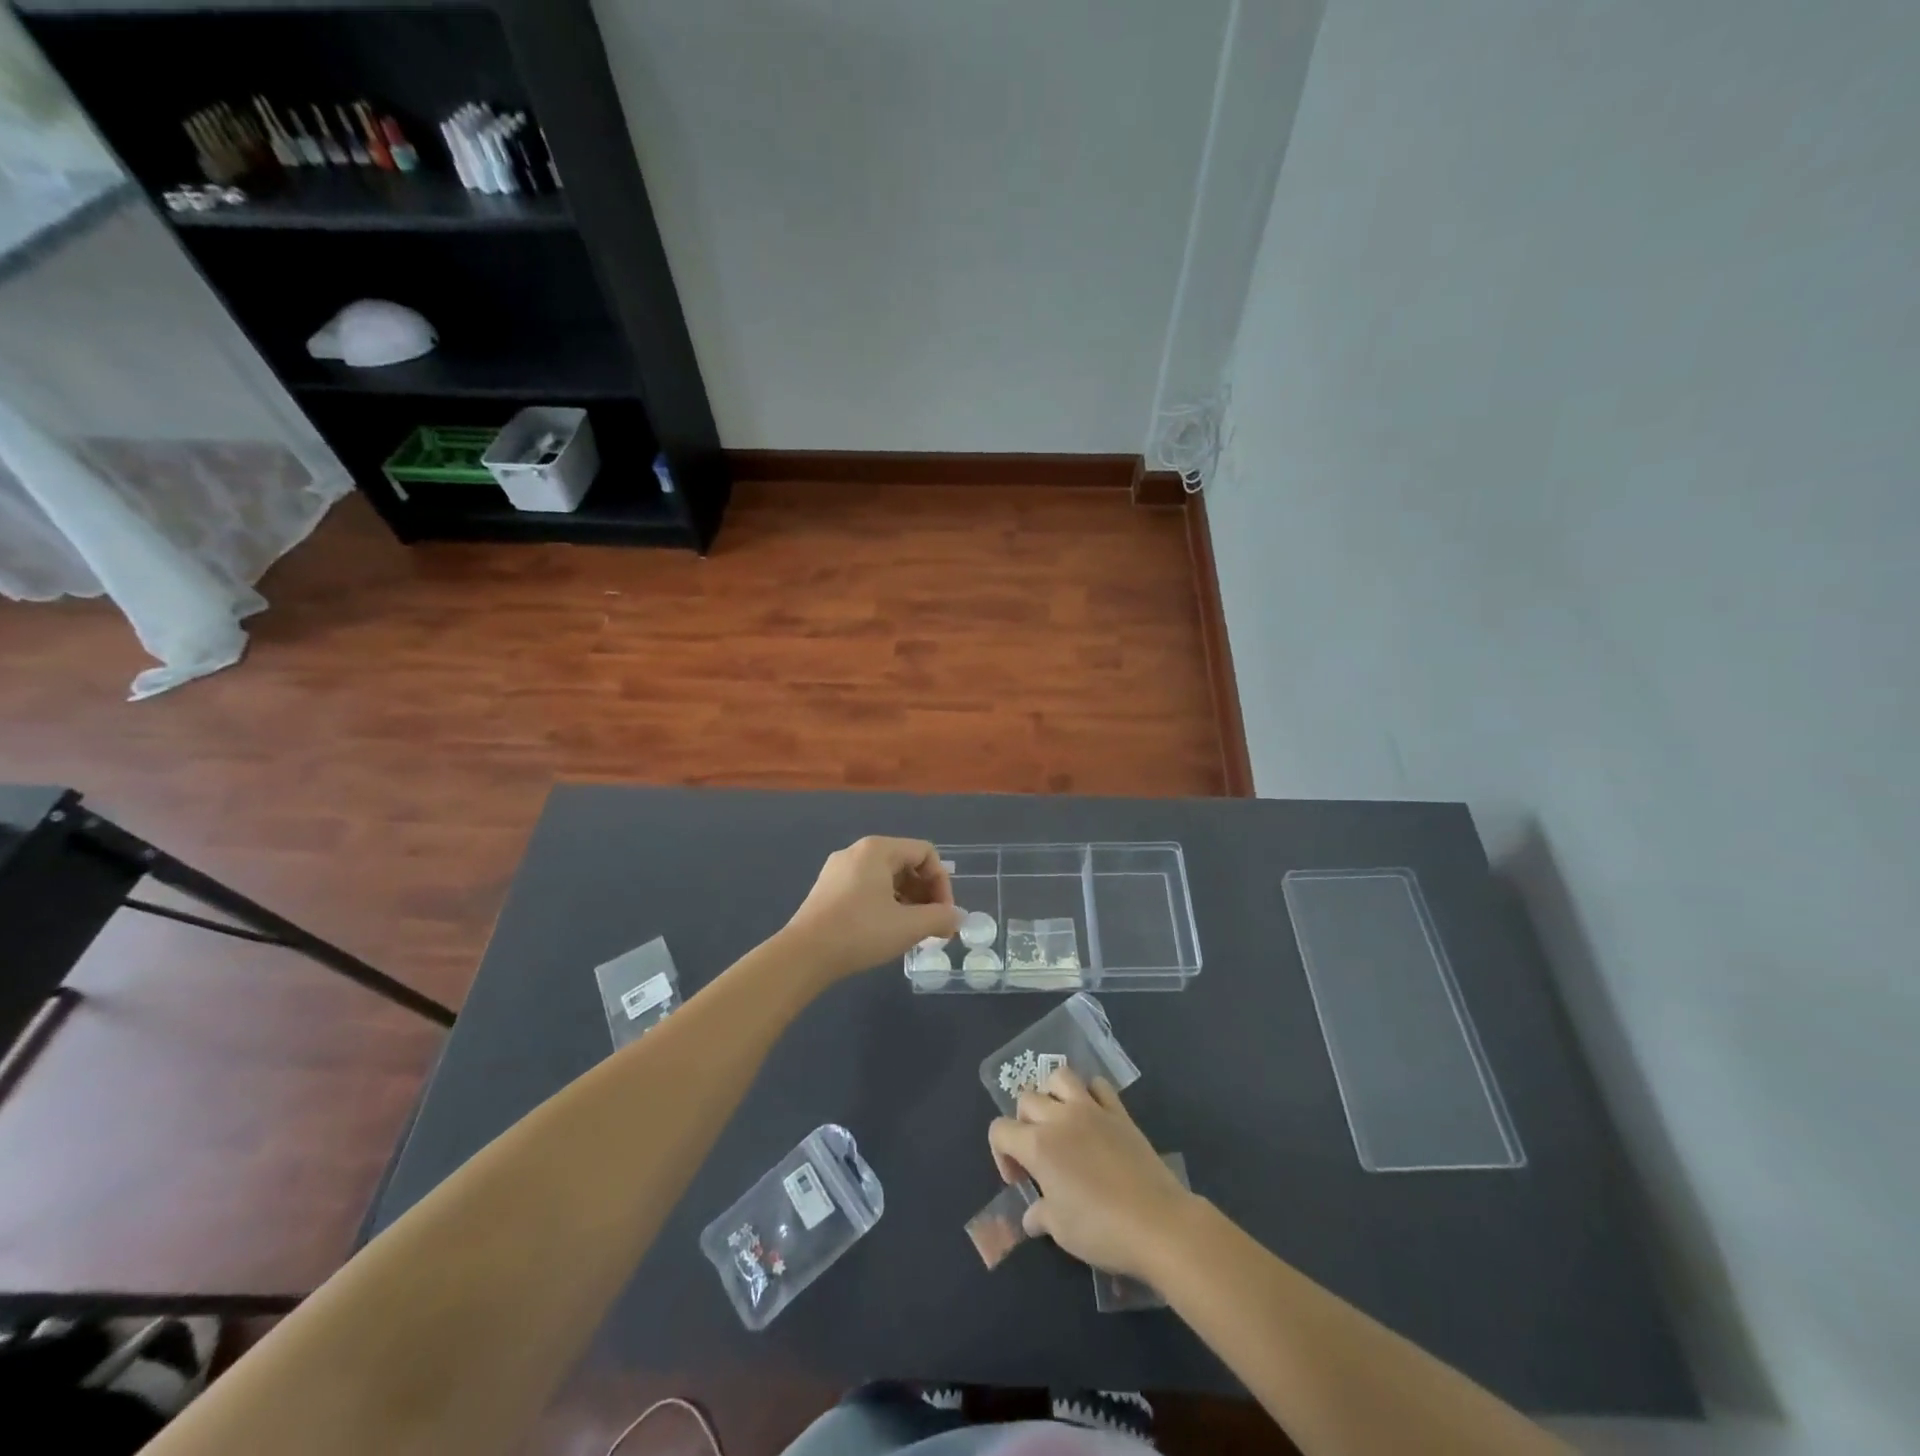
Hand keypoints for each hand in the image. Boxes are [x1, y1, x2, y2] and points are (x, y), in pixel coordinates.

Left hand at [780, 836, 961, 981]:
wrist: (803, 955)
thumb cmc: (860, 932)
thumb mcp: (908, 926)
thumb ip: (940, 918)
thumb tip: (957, 917)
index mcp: (878, 849)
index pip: (925, 853)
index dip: (942, 883)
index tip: (944, 915)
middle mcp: (857, 851)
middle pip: (906, 863)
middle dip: (926, 895)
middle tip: (933, 926)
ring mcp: (838, 870)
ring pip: (886, 878)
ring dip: (907, 902)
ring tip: (912, 932)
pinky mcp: (827, 889)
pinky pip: (867, 888)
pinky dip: (885, 905)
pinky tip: (886, 932)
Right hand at [988, 1066, 1196, 1280]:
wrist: (1158, 1223)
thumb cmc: (1102, 1230)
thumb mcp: (1061, 1231)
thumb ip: (1039, 1215)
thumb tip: (1032, 1214)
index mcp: (1038, 1145)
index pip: (999, 1130)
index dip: (1001, 1154)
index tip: (1020, 1181)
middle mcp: (1060, 1118)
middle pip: (1026, 1099)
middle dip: (1023, 1124)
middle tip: (1038, 1155)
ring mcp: (1091, 1109)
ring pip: (1060, 1077)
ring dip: (1052, 1095)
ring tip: (1059, 1122)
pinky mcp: (1119, 1112)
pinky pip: (1098, 1085)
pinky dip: (1090, 1094)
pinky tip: (1093, 1117)